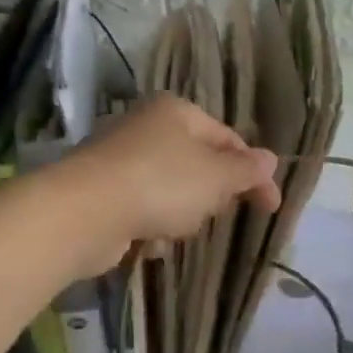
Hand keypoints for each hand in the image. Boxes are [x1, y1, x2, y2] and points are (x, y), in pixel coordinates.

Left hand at [62, 95, 281, 271]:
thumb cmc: (161, 184)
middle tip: (213, 213)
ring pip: (172, 190)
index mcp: (177, 112)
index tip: (271, 207)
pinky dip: (150, 225)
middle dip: (212, 194)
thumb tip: (270, 160)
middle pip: (199, 164)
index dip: (254, 174)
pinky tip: (147, 241)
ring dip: (181, 214)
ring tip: (173, 228)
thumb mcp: (217, 177)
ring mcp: (120, 159)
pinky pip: (142, 209)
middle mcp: (147, 127)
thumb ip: (247, 170)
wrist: (82, 214)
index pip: (229, 140)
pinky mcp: (101, 192)